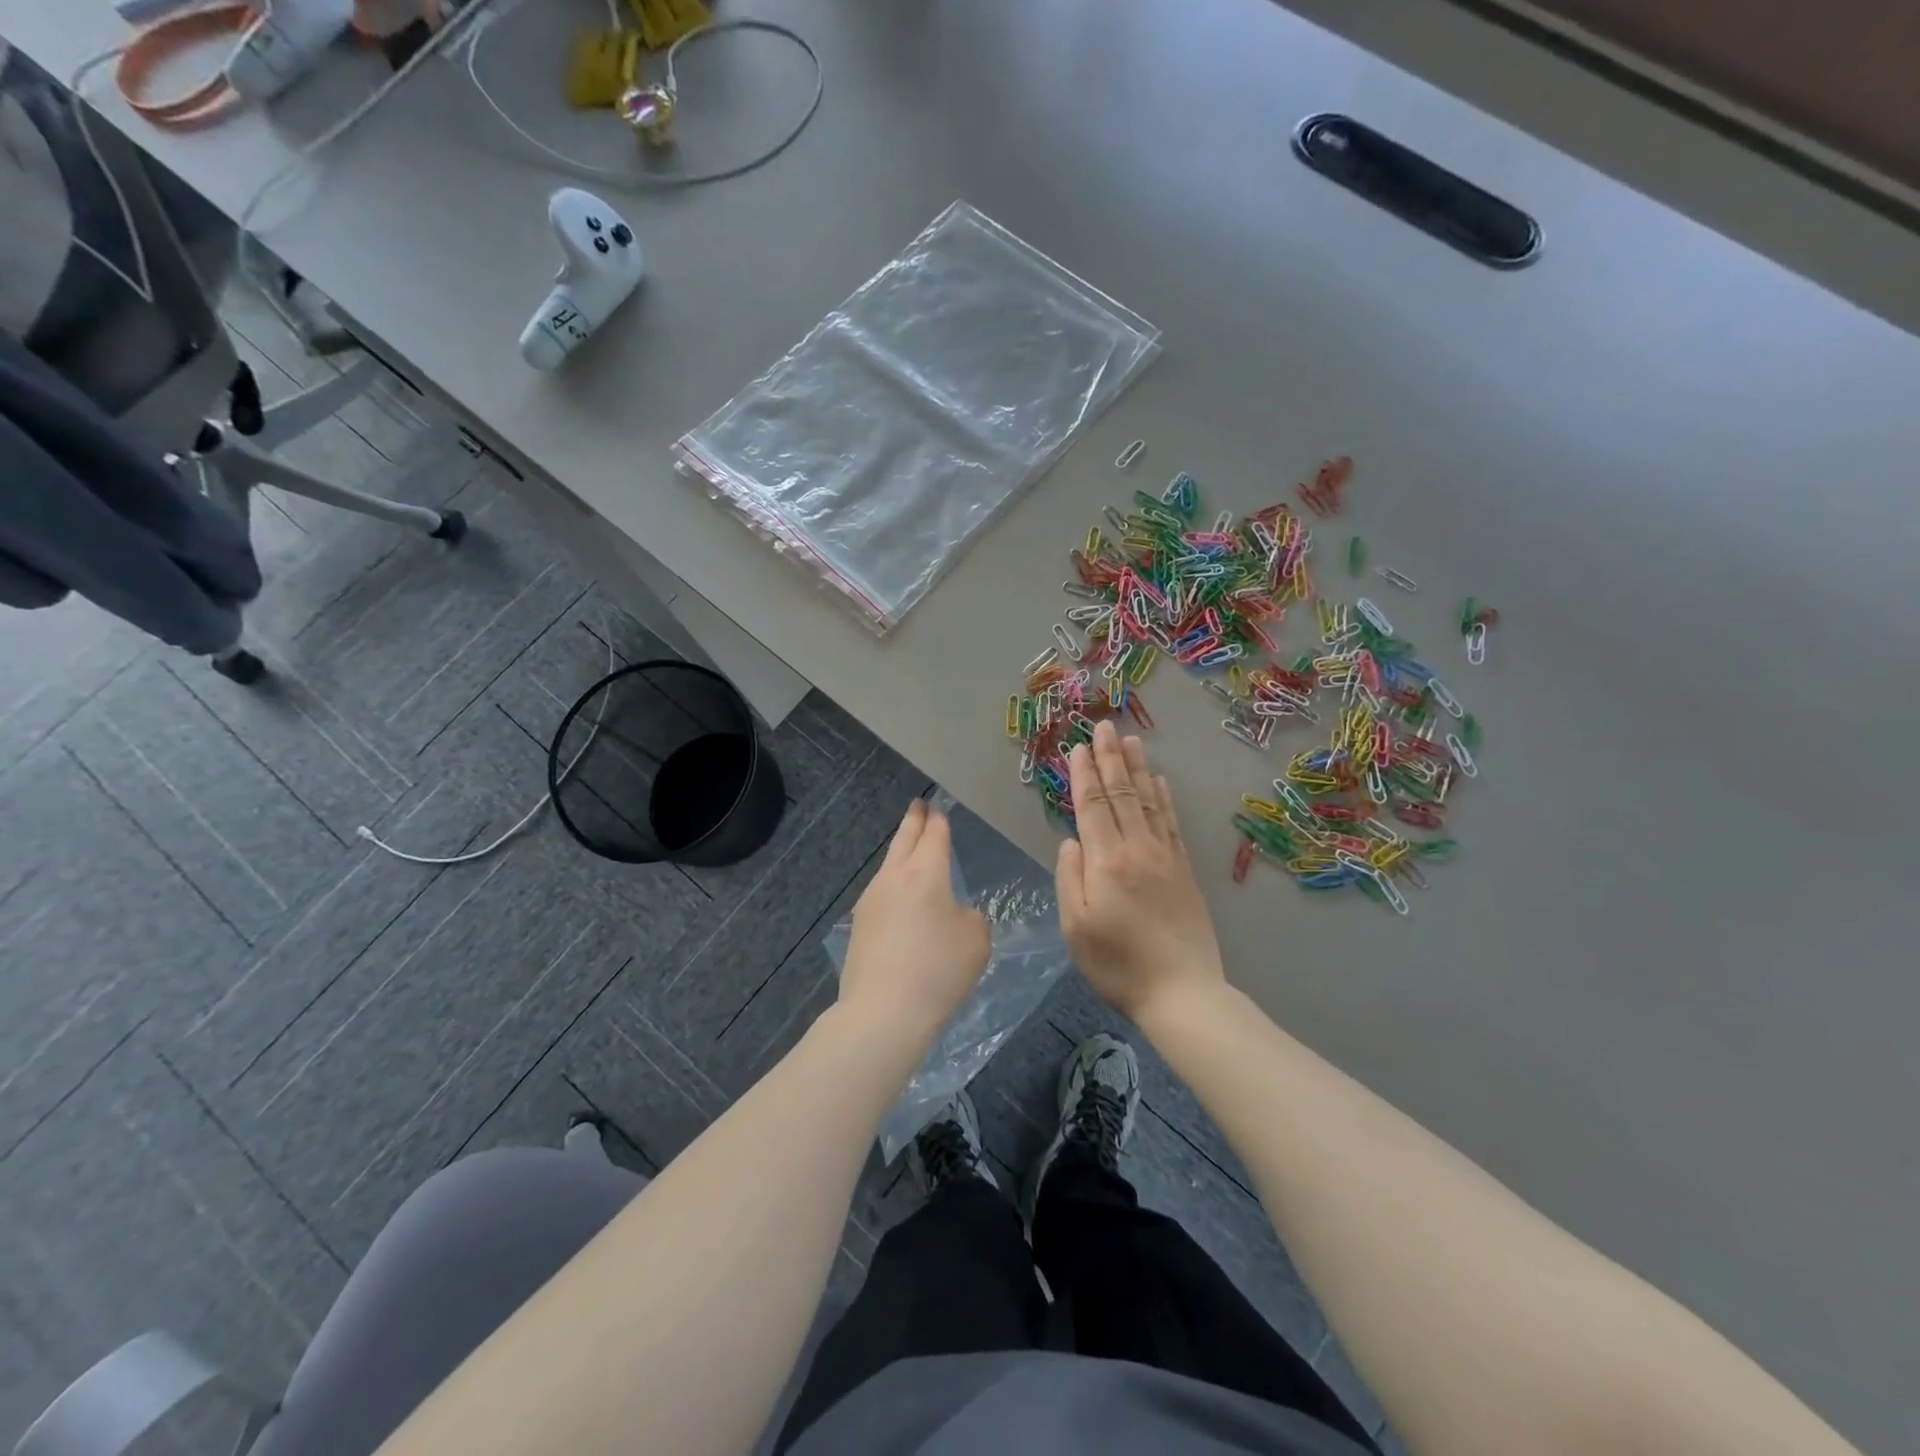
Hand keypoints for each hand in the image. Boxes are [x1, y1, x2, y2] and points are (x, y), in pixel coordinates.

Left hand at [839, 799, 989, 1041]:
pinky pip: (881, 891)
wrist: (883, 1012)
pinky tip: (900, 896)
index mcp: (926, 873)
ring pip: (889, 864)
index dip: (939, 820)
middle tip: (919, 805)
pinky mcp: (860, 923)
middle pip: (904, 838)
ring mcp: (871, 899)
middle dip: (914, 820)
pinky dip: (894, 883)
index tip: (939, 809)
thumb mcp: (976, 941)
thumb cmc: (938, 972)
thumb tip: (953, 913)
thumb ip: (970, 917)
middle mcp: (894, 877)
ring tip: (910, 849)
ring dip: (901, 852)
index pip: (934, 835)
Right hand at [1057, 720, 1225, 1024]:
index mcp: (1107, 862)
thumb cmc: (1118, 965)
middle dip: (1110, 758)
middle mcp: (1138, 849)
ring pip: (1148, 802)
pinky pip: (1172, 823)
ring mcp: (1166, 857)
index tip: (1079, 746)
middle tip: (1104, 726)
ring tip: (1131, 740)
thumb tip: (1071, 840)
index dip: (1084, 774)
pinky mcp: (1185, 870)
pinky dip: (1163, 798)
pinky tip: (1159, 782)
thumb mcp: (1076, 928)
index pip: (1092, 806)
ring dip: (1137, 769)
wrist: (1183, 992)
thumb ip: (1070, 878)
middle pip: (1121, 794)